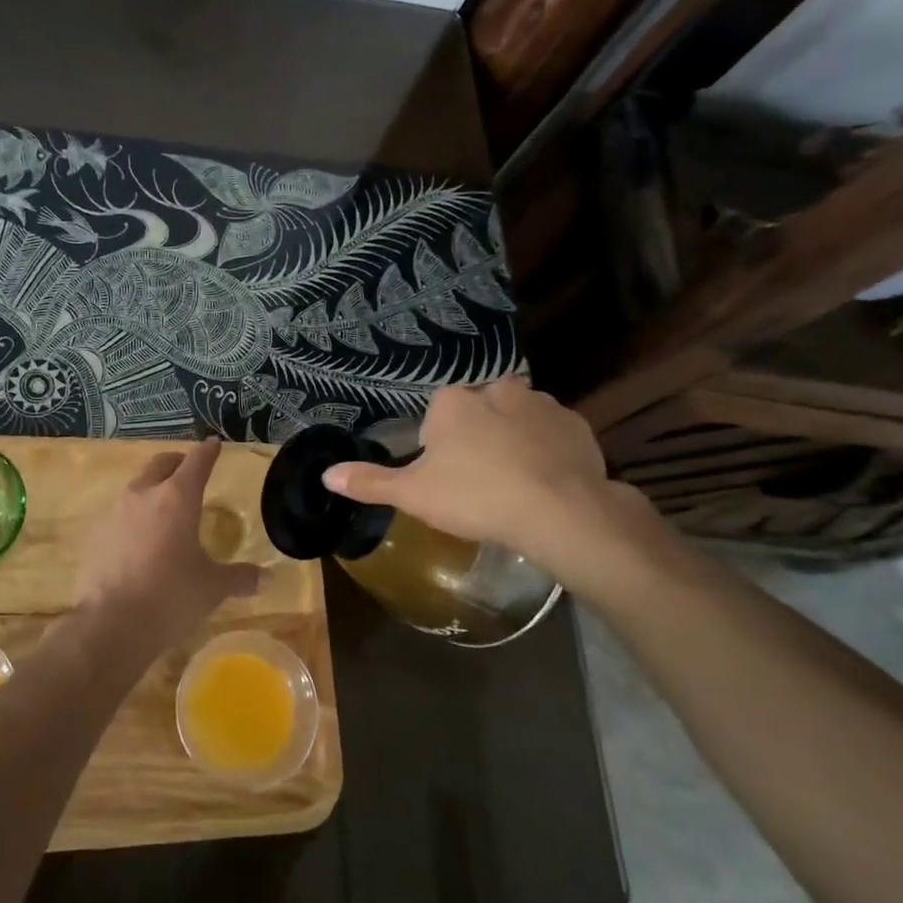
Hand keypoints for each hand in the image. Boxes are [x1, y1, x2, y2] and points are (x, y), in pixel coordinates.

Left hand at [74, 439, 261, 658]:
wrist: (110, 625)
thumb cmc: (170, 598)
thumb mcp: (212, 588)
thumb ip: (239, 577)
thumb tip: (266, 579)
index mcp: (177, 498)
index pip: (197, 462)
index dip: (208, 451)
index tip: (213, 443)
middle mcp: (143, 494)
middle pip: (162, 464)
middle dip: (177, 463)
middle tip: (188, 472)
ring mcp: (113, 511)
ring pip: (136, 488)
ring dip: (152, 491)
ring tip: (163, 512)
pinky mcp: (93, 533)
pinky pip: (117, 515)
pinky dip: (131, 519)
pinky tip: (136, 542)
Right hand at [323, 378, 659, 593]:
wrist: (559, 512)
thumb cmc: (475, 496)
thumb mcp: (413, 494)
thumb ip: (370, 482)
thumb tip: (325, 475)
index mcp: (455, 401)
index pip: (438, 411)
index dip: (438, 443)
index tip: (445, 474)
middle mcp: (497, 390)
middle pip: (479, 409)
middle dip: (477, 434)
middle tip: (478, 477)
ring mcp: (542, 404)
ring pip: (517, 417)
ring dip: (513, 438)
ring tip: (514, 481)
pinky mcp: (577, 425)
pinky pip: (553, 433)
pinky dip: (547, 450)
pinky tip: (546, 481)